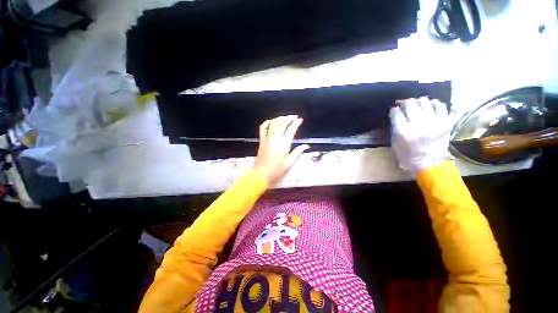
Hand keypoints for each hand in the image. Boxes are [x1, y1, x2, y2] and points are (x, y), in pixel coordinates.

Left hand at [253, 115, 309, 184]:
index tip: (300, 120)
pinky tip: (271, 121)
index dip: (296, 123)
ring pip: (273, 124)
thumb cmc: (276, 171)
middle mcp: (275, 139)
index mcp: (283, 144)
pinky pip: (263, 128)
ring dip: (279, 118)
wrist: (260, 175)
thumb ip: (298, 152)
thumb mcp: (289, 163)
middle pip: (281, 123)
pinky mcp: (261, 141)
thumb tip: (306, 146)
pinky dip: (267, 122)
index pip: (291, 130)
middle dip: (288, 118)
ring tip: (285, 117)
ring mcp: (267, 139)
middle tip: (294, 116)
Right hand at [390, 97, 452, 173]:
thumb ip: (395, 126)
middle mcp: (418, 125)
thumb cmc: (407, 154)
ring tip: (416, 105)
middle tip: (403, 105)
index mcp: (404, 132)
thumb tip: (396, 112)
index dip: (394, 110)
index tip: (394, 110)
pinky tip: (429, 106)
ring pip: (424, 102)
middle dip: (405, 103)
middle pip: (410, 104)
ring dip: (418, 101)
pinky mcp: (445, 123)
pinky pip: (440, 105)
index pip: (396, 113)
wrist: (429, 163)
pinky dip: (433, 103)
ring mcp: (434, 123)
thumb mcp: (395, 142)